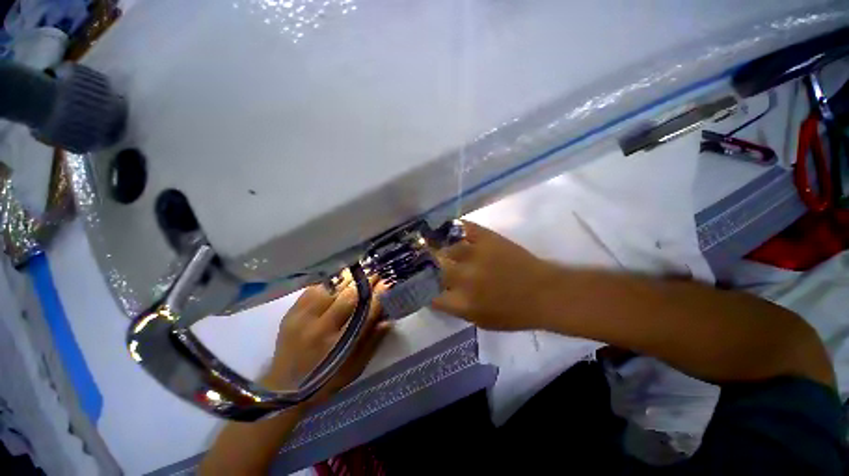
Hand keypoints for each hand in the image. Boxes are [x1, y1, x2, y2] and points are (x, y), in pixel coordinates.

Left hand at [263, 276, 389, 404]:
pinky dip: (328, 283)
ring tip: (358, 275)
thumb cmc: (326, 380)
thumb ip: (373, 341)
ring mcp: (303, 318)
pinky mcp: (291, 313)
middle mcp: (321, 329)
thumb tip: (388, 318)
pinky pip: (313, 289)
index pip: (365, 313)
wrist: (284, 389)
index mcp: (339, 345)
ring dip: (348, 280)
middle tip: (376, 274)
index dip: (378, 296)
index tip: (387, 284)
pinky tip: (336, 283)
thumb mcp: (355, 368)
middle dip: (366, 282)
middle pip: (348, 297)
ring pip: (331, 288)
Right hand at [432, 221, 556, 330]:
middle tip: (423, 261)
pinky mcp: (487, 238)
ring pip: (446, 247)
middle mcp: (464, 277)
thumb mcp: (482, 322)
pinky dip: (455, 227)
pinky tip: (450, 228)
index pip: (431, 294)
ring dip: (439, 248)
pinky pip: (464, 228)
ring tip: (435, 245)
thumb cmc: (515, 313)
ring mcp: (475, 254)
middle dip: (426, 265)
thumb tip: (438, 295)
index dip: (423, 288)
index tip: (422, 284)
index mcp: (463, 302)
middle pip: (434, 267)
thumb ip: (456, 309)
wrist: (545, 293)